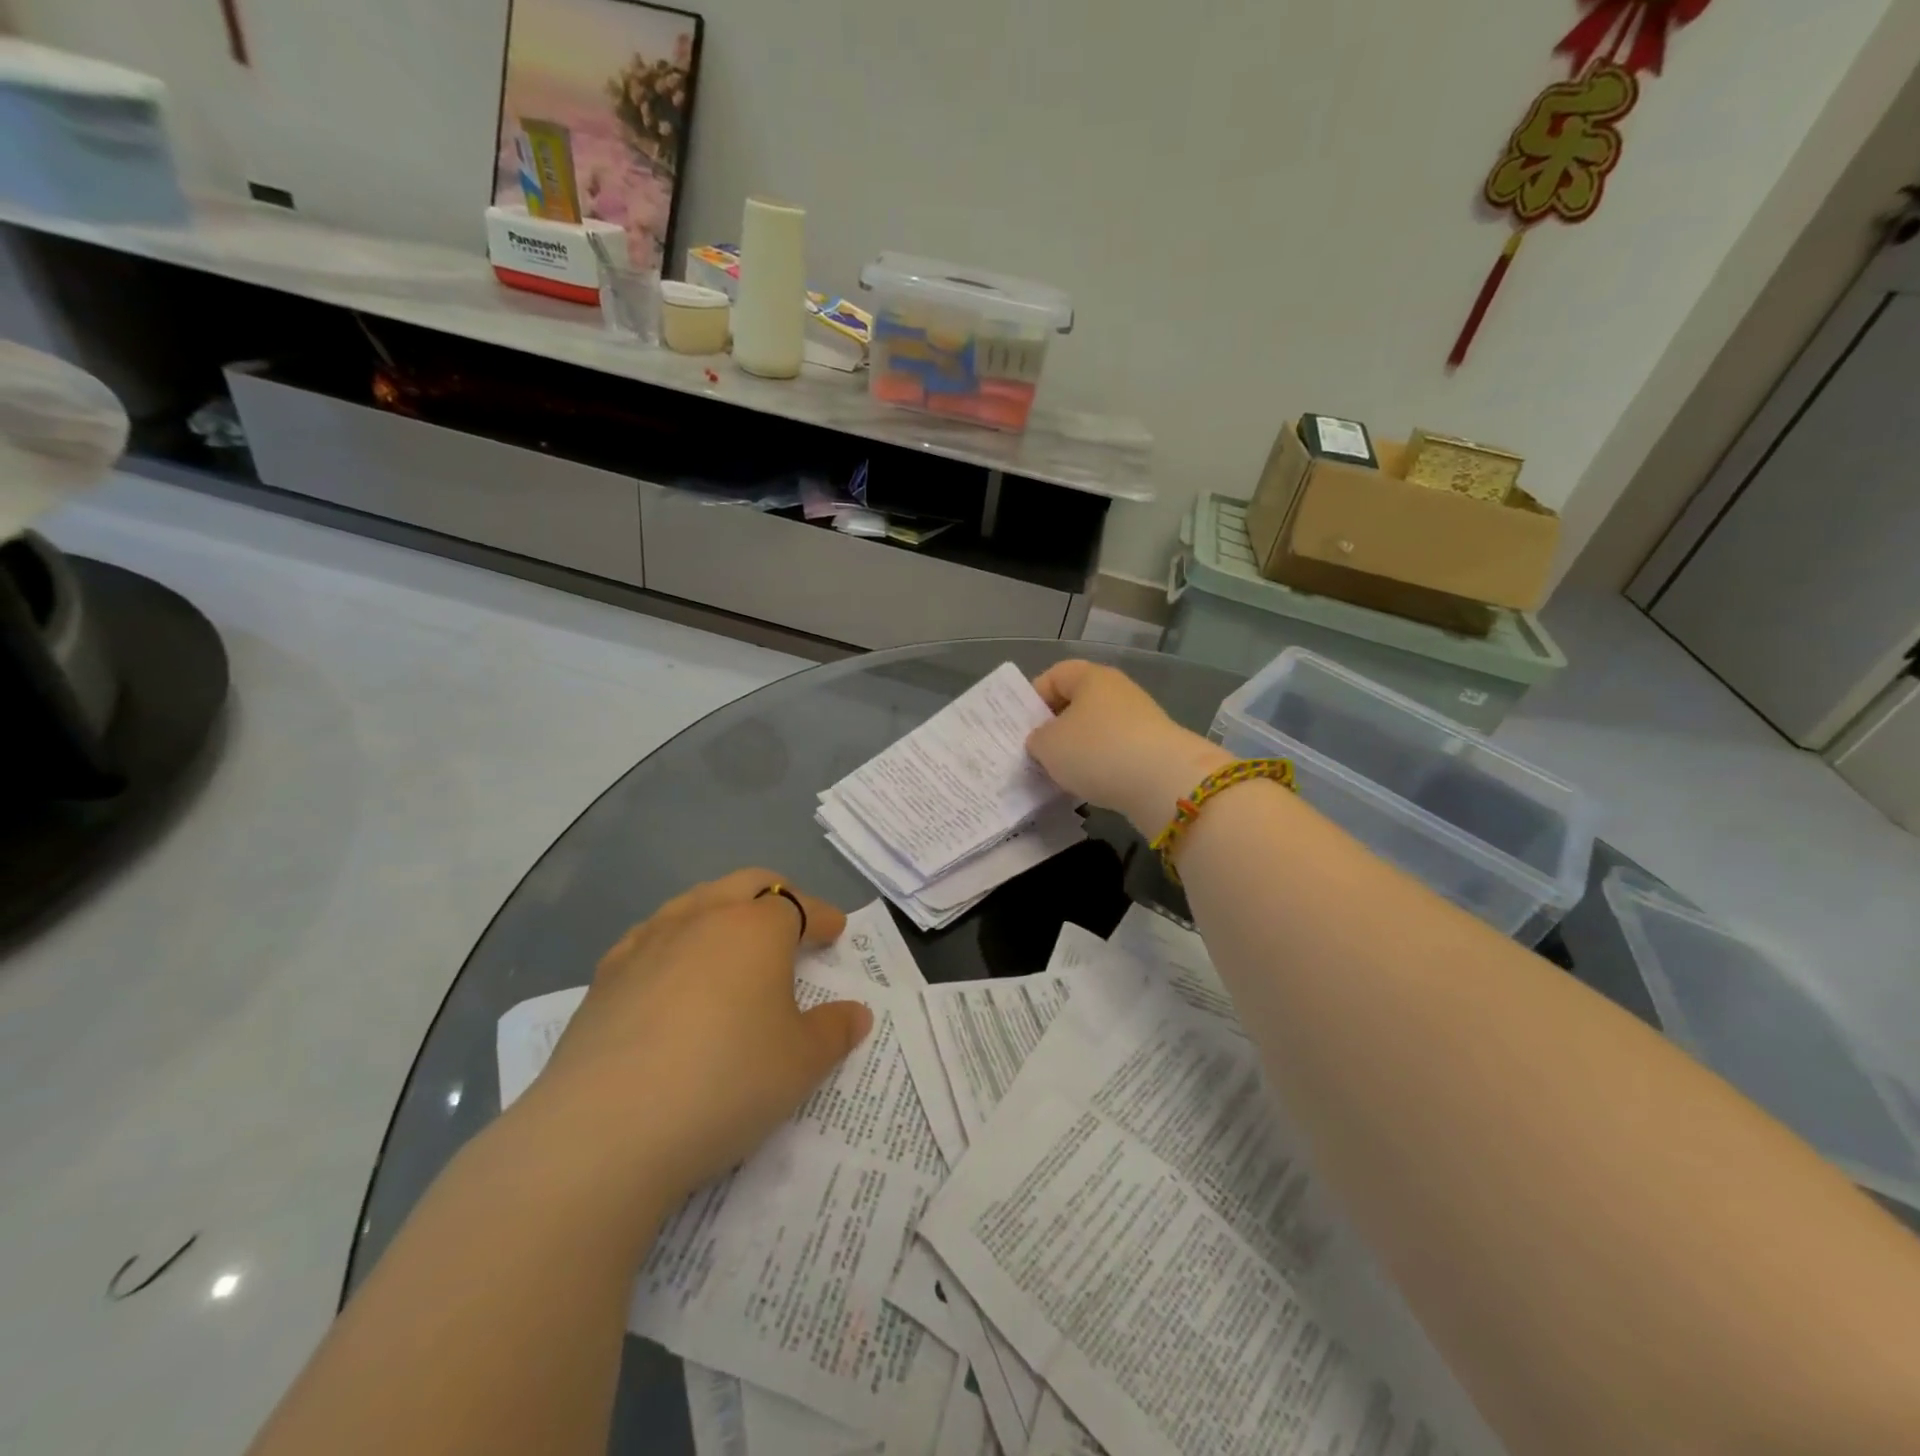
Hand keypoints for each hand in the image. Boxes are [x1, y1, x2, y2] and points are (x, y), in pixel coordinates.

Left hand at [524, 869, 871, 1204]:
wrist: (605, 1130)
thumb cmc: (725, 1081)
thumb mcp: (800, 1063)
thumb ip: (834, 1031)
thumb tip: (856, 1013)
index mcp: (755, 928)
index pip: (799, 905)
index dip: (821, 917)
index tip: (835, 932)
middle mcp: (701, 918)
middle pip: (746, 884)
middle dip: (775, 896)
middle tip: (792, 923)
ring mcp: (646, 942)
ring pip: (694, 902)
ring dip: (722, 912)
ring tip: (733, 944)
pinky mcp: (604, 977)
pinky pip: (649, 938)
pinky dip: (675, 942)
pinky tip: (673, 975)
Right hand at [1028, 660, 1230, 835]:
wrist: (1164, 783)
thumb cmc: (1097, 751)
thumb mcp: (1048, 746)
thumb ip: (1036, 739)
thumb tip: (1043, 741)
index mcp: (1091, 677)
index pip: (1054, 675)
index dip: (1033, 698)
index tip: (1021, 728)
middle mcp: (1118, 691)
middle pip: (1077, 704)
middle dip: (1055, 728)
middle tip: (1036, 754)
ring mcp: (1140, 720)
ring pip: (1096, 731)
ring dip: (1077, 751)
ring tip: (1060, 776)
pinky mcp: (1153, 749)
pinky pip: (1115, 753)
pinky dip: (1100, 767)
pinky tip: (1090, 787)